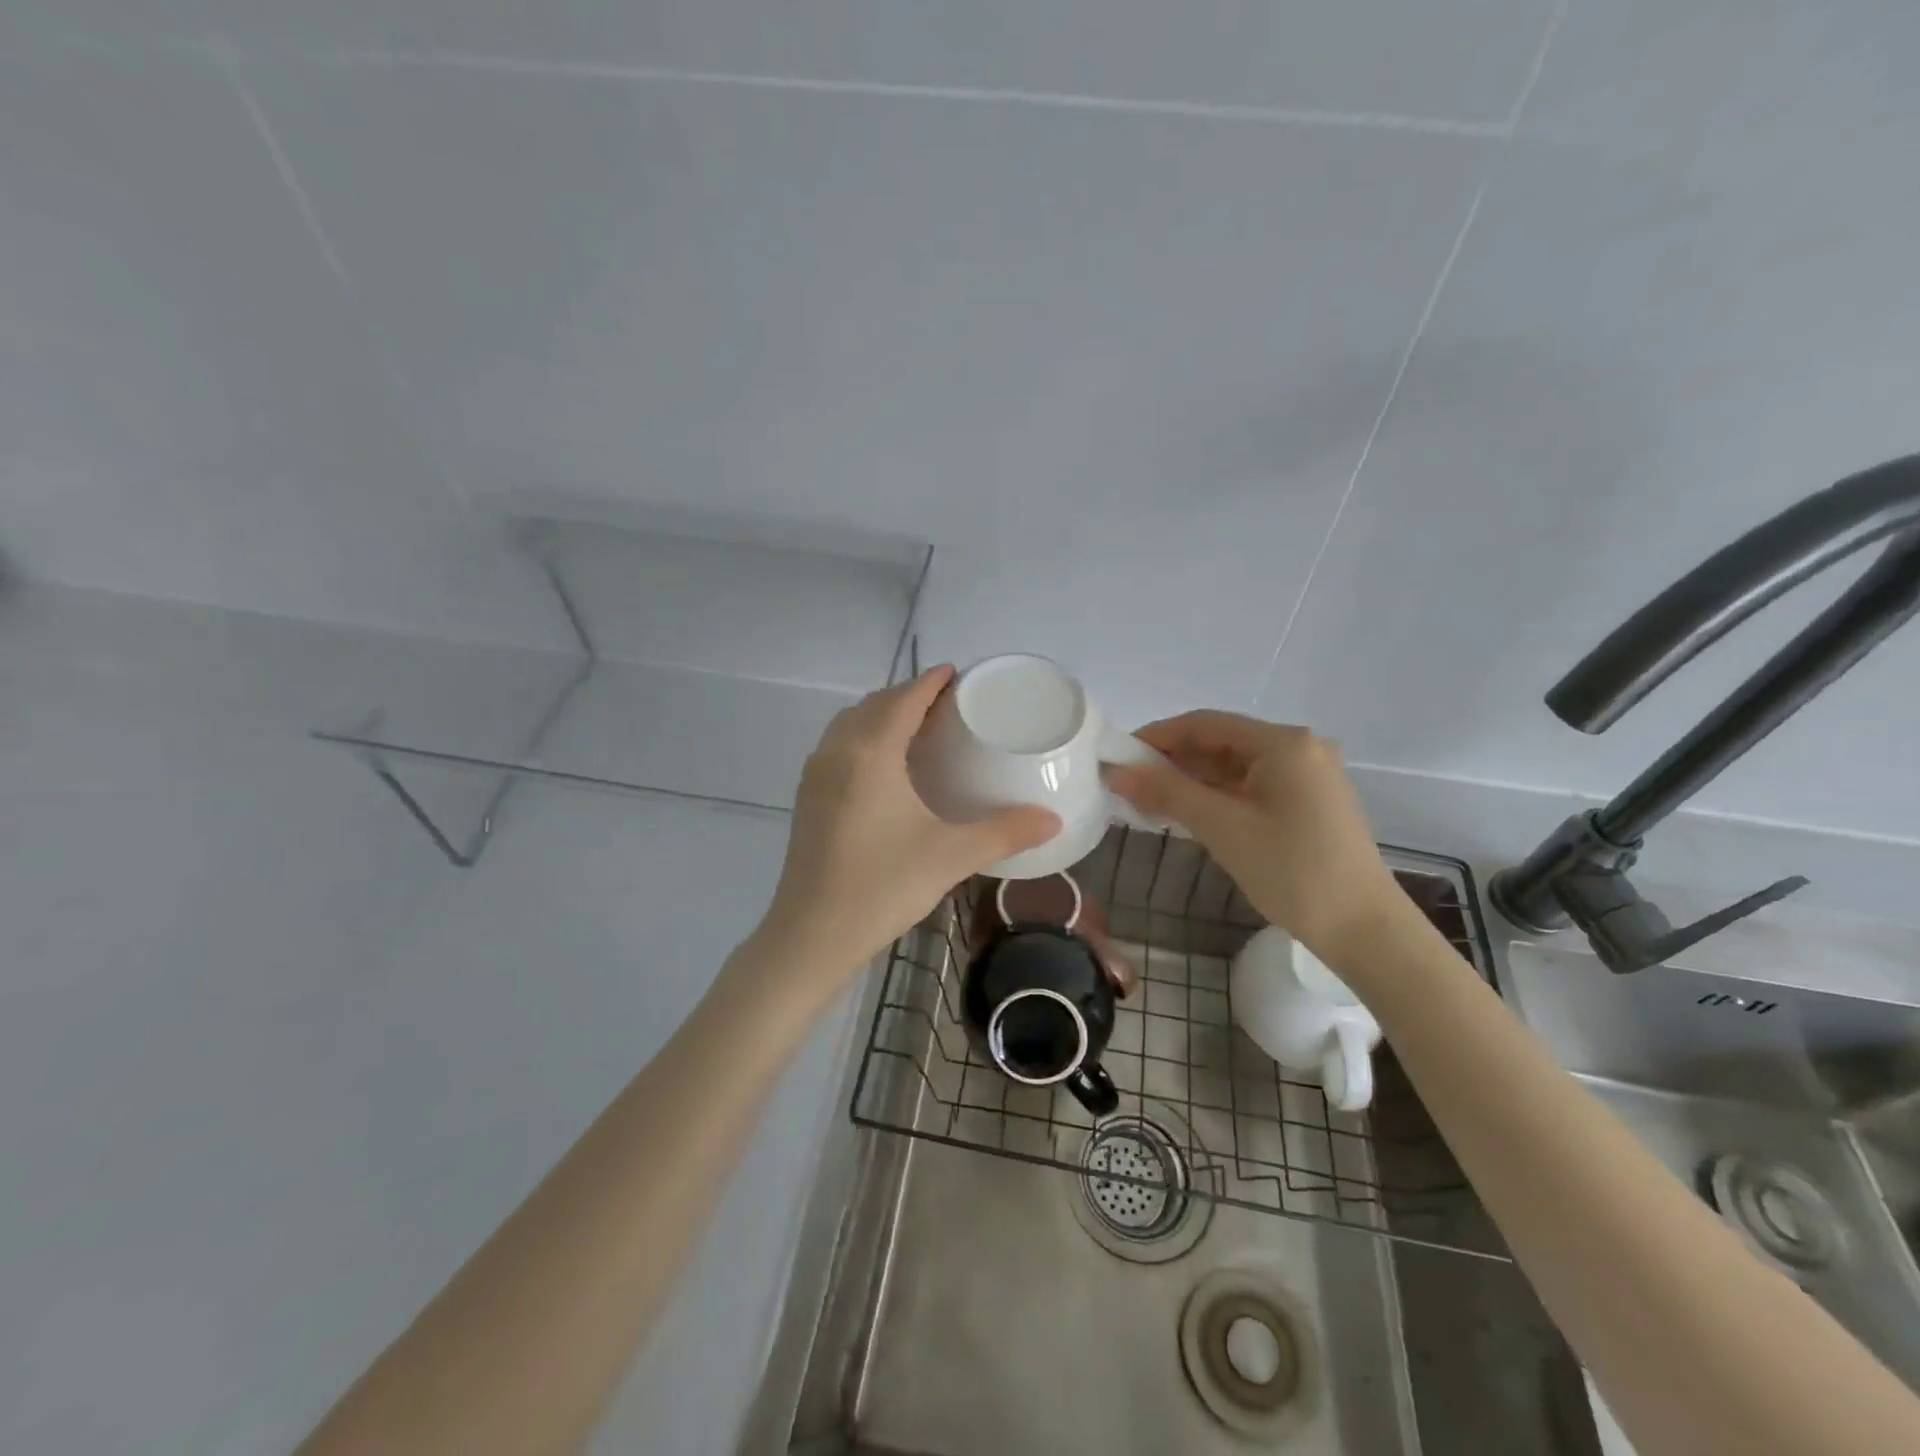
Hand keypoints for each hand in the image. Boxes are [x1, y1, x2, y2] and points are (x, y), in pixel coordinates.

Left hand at [756, 666, 1059, 992]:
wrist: (811, 934)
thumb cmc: (882, 887)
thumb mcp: (950, 856)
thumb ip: (1004, 832)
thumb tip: (1052, 820)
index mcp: (870, 753)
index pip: (903, 699)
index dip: (931, 681)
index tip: (956, 673)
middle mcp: (837, 752)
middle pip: (874, 704)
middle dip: (909, 695)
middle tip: (947, 704)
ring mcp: (815, 774)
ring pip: (851, 724)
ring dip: (882, 714)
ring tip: (918, 728)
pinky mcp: (807, 797)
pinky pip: (838, 746)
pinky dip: (863, 736)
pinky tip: (885, 766)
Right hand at [1103, 711, 1402, 962]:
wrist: (1364, 930)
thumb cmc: (1292, 870)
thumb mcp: (1222, 827)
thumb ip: (1167, 792)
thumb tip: (1116, 772)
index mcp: (1283, 743)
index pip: (1205, 724)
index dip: (1156, 737)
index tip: (1118, 756)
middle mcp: (1299, 749)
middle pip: (1220, 742)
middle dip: (1172, 761)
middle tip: (1128, 784)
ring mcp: (1307, 777)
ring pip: (1234, 767)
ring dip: (1192, 781)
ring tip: (1148, 800)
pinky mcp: (1309, 803)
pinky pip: (1251, 787)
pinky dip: (1217, 796)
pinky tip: (1188, 812)